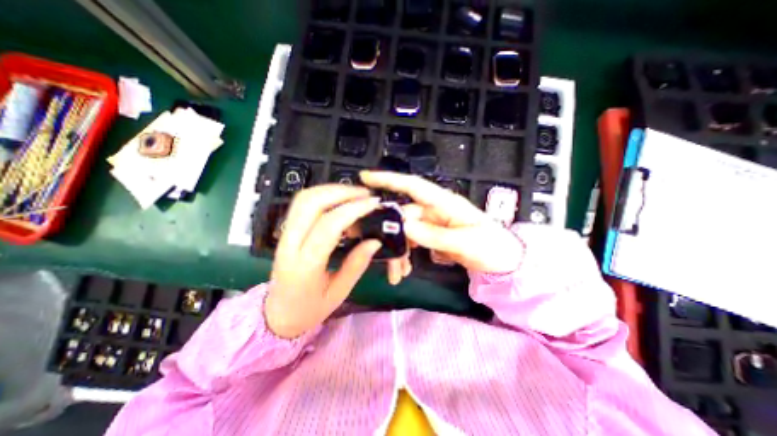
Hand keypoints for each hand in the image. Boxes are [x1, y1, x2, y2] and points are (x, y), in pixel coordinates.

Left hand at [268, 183, 380, 336]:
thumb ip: (356, 264)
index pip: (328, 226)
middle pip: (311, 203)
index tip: (373, 204)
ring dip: (331, 190)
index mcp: (305, 265)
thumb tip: (375, 240)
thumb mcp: (339, 293)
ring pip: (304, 199)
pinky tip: (339, 199)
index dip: (353, 210)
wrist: (277, 314)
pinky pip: (302, 204)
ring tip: (355, 194)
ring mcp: (284, 235)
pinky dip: (323, 195)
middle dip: (341, 192)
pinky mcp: (286, 231)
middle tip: (365, 194)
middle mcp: (290, 244)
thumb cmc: (309, 309)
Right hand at [362, 170, 524, 272]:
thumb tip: (404, 226)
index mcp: (444, 203)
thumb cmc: (490, 245)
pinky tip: (404, 269)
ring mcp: (431, 222)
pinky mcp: (430, 234)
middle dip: (391, 235)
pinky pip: (411, 240)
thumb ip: (434, 235)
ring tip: (396, 273)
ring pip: (405, 231)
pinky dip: (405, 254)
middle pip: (404, 216)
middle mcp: (434, 209)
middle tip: (381, 255)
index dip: (389, 179)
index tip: (365, 177)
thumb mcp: (465, 243)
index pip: (413, 186)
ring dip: (398, 251)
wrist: (502, 259)